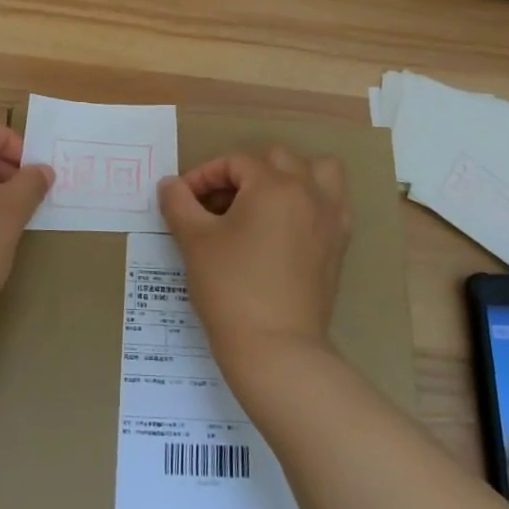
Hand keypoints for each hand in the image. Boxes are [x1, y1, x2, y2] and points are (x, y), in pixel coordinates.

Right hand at [156, 145, 351, 378]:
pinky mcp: (339, 244)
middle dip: (243, 173)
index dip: (204, 176)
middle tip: (217, 204)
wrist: (275, 349)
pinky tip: (288, 225)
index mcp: (274, 185)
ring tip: (264, 201)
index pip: (235, 162)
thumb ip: (179, 203)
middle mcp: (308, 192)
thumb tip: (169, 184)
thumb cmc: (231, 288)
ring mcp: (330, 218)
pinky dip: (313, 201)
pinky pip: (333, 203)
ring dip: (290, 175)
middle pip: (276, 159)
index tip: (183, 201)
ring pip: (318, 171)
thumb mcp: (195, 241)